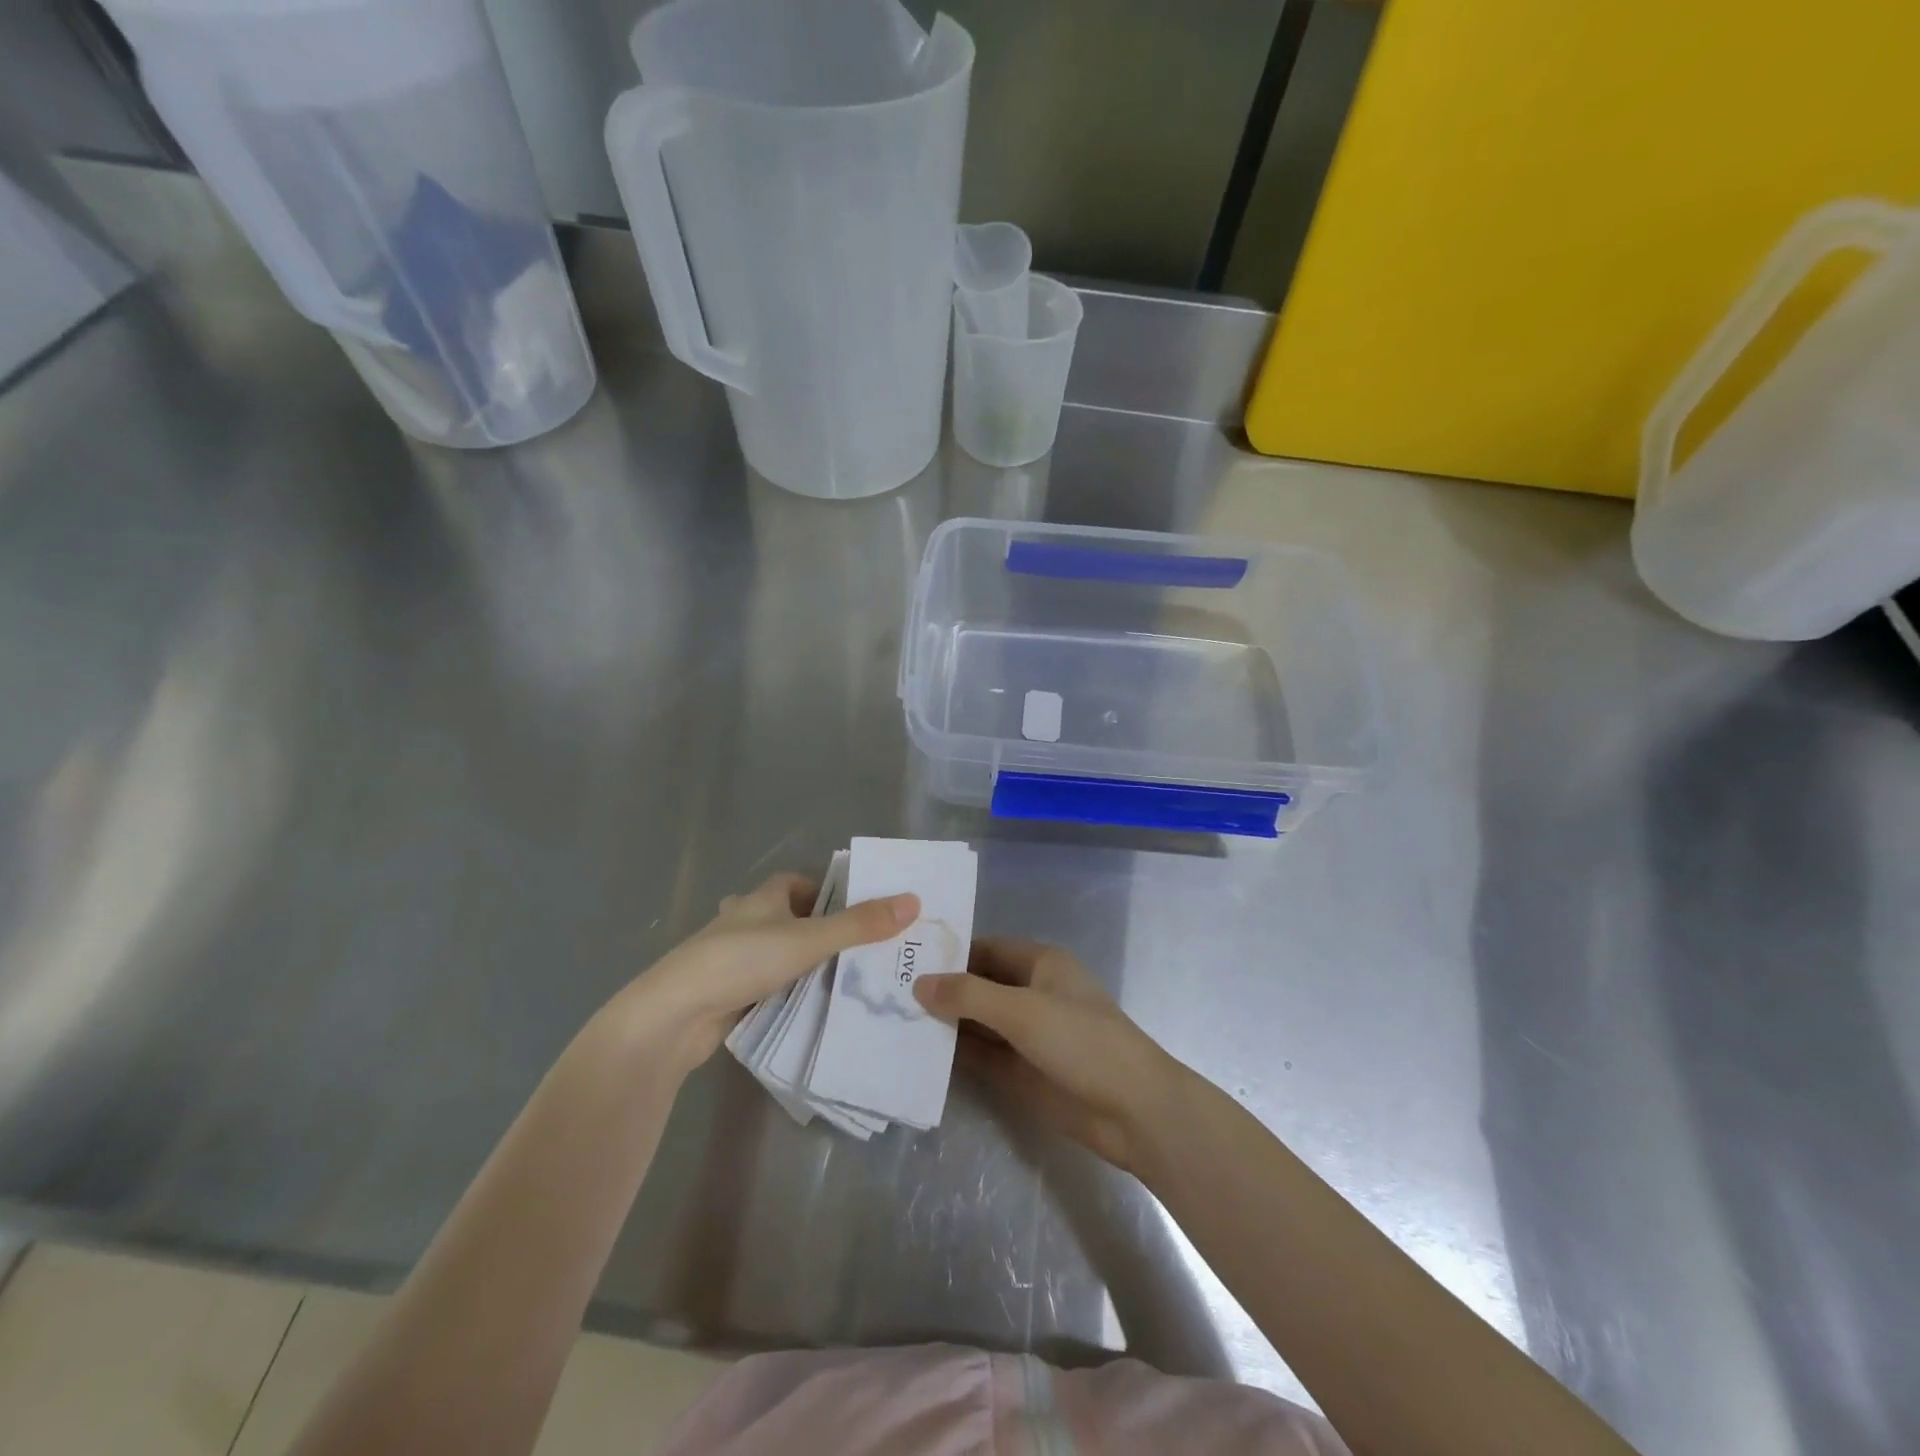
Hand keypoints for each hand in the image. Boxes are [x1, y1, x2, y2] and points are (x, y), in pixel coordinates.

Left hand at [608, 872, 917, 1077]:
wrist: (675, 1015)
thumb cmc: (741, 961)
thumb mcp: (809, 940)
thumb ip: (859, 925)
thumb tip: (913, 901)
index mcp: (761, 898)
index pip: (797, 883)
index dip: (826, 892)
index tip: (855, 912)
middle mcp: (745, 921)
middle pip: (788, 917)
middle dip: (818, 930)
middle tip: (858, 951)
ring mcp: (730, 958)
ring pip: (775, 953)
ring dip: (802, 962)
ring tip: (842, 980)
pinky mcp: (725, 992)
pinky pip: (765, 984)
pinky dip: (785, 990)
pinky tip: (808, 1007)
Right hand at [914, 939, 1185, 1175]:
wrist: (1133, 1110)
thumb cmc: (1082, 1042)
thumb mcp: (1023, 1011)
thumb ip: (969, 995)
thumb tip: (919, 984)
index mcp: (1040, 964)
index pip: (985, 948)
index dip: (949, 953)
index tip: (905, 958)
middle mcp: (1030, 993)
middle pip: (978, 985)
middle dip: (941, 989)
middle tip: (887, 991)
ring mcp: (1026, 1034)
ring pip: (977, 1022)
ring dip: (944, 1022)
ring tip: (892, 1020)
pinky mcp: (1022, 1070)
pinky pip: (982, 1055)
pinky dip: (955, 1053)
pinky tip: (918, 1053)